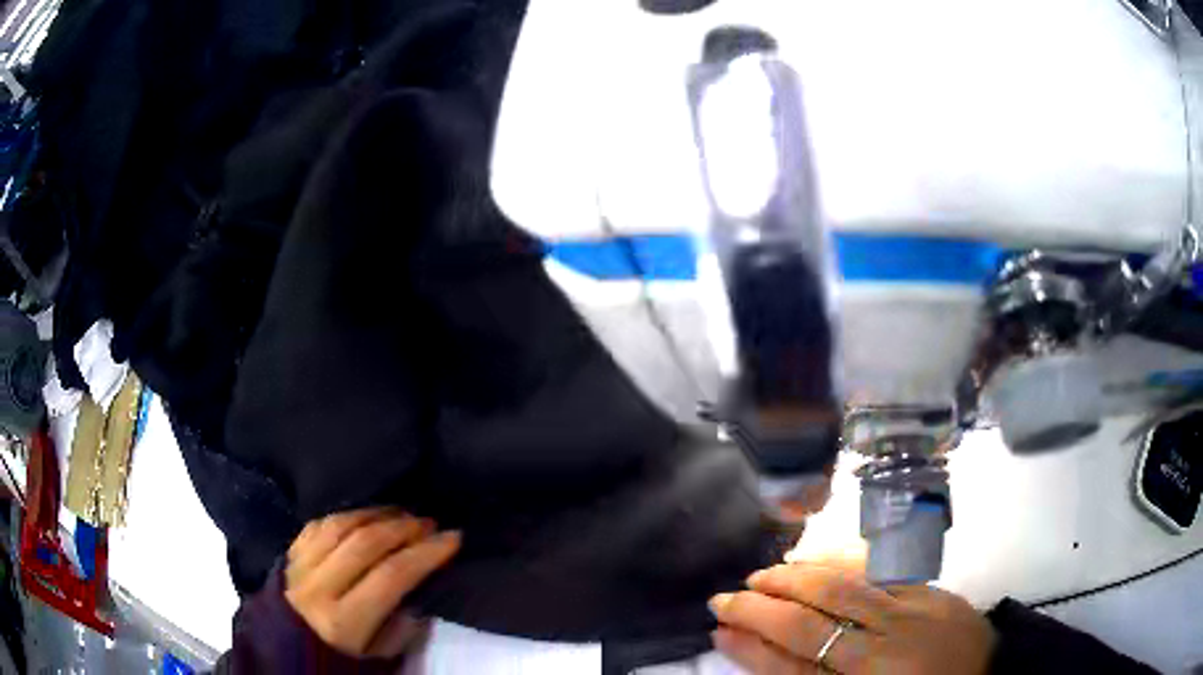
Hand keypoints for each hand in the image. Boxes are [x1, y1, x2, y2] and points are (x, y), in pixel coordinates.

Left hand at [284, 507, 460, 657]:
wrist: (286, 651)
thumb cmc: (341, 660)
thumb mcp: (380, 658)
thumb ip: (401, 627)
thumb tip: (421, 590)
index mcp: (342, 621)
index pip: (391, 576)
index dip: (425, 553)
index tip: (453, 538)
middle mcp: (317, 588)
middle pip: (365, 543)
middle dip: (404, 527)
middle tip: (429, 522)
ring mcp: (297, 566)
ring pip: (340, 525)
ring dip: (376, 514)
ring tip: (402, 513)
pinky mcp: (287, 554)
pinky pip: (318, 524)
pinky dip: (346, 515)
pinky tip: (365, 515)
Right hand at [709, 550, 995, 674]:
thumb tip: (764, 651)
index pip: (791, 667)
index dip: (750, 647)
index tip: (718, 628)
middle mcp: (884, 651)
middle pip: (811, 624)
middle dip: (762, 607)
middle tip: (726, 595)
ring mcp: (913, 615)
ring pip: (844, 589)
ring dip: (797, 578)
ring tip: (764, 574)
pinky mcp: (932, 592)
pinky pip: (883, 571)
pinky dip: (845, 562)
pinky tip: (821, 558)